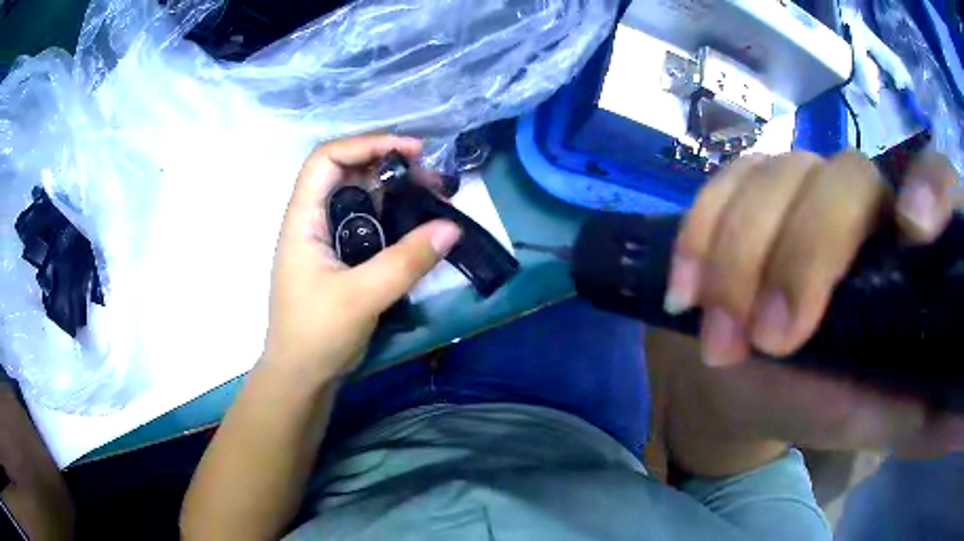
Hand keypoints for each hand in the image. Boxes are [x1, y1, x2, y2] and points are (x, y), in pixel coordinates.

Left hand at [263, 135, 461, 379]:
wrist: (301, 377)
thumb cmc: (316, 334)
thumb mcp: (361, 297)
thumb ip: (406, 261)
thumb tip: (452, 227)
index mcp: (303, 219)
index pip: (327, 159)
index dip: (366, 143)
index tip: (409, 152)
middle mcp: (313, 221)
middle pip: (348, 173)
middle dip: (389, 166)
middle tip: (430, 177)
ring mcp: (327, 241)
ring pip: (360, 200)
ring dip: (395, 193)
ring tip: (433, 198)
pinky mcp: (341, 260)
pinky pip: (368, 227)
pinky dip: (393, 220)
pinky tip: (419, 228)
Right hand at [663, 150, 963, 455]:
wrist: (747, 381)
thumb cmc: (820, 402)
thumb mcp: (870, 419)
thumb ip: (913, 416)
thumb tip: (953, 422)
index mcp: (908, 251)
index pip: (937, 179)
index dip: (931, 186)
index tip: (914, 232)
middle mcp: (864, 202)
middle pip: (846, 177)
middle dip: (805, 255)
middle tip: (769, 340)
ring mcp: (804, 185)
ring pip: (777, 177)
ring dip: (740, 258)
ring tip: (718, 338)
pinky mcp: (751, 189)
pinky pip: (724, 183)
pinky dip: (701, 232)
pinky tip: (684, 287)